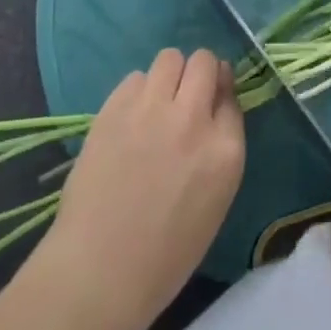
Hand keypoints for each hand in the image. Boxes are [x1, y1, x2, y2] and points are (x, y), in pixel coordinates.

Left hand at [30, 48, 244, 329]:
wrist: (99, 272)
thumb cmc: (164, 255)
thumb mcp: (215, 202)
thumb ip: (220, 149)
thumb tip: (214, 110)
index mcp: (226, 151)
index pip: (231, 94)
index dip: (220, 95)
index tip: (210, 104)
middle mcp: (193, 119)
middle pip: (205, 62)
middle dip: (199, 73)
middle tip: (185, 97)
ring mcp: (151, 109)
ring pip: (170, 57)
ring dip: (169, 75)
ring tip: (156, 102)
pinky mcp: (113, 109)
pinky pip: (135, 77)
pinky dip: (138, 91)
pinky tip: (130, 118)